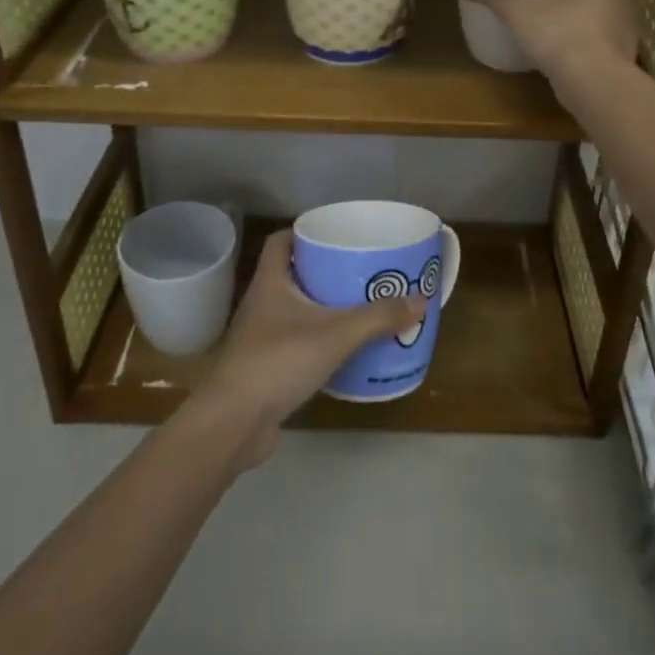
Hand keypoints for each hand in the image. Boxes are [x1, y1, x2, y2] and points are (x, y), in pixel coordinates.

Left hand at [199, 230, 424, 468]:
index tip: (336, 234)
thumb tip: (420, 300)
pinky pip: (297, 341)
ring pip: (295, 308)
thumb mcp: (336, 335)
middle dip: (324, 269)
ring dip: (322, 305)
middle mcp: (262, 302)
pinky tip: (344, 347)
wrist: (234, 423)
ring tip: (359, 304)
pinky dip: (318, 338)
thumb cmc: (278, 361)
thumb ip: (377, 318)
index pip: (281, 241)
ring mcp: (261, 336)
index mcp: (270, 282)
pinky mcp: (266, 366)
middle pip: (293, 273)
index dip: (305, 232)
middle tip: (360, 269)